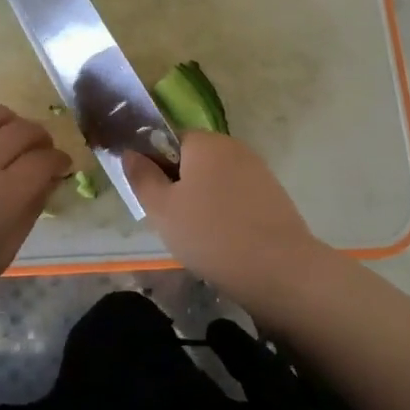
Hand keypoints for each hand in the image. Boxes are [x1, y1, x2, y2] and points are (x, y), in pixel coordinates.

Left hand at [0, 103, 70, 321]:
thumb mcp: (4, 251)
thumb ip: (30, 210)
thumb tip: (47, 181)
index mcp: (2, 195)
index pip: (43, 160)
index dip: (59, 160)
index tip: (60, 165)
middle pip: (21, 130)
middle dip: (40, 137)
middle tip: (40, 149)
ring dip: (7, 119)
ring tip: (8, 132)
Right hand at [123, 132, 324, 298]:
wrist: (279, 269)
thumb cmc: (211, 235)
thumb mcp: (162, 209)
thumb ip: (142, 177)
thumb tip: (130, 152)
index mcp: (204, 142)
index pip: (168, 140)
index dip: (155, 166)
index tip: (153, 199)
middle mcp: (233, 146)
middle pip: (193, 160)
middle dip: (180, 186)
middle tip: (173, 222)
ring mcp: (257, 170)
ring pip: (216, 181)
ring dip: (203, 201)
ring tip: (199, 237)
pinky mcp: (273, 195)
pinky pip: (237, 197)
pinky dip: (226, 213)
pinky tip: (225, 242)